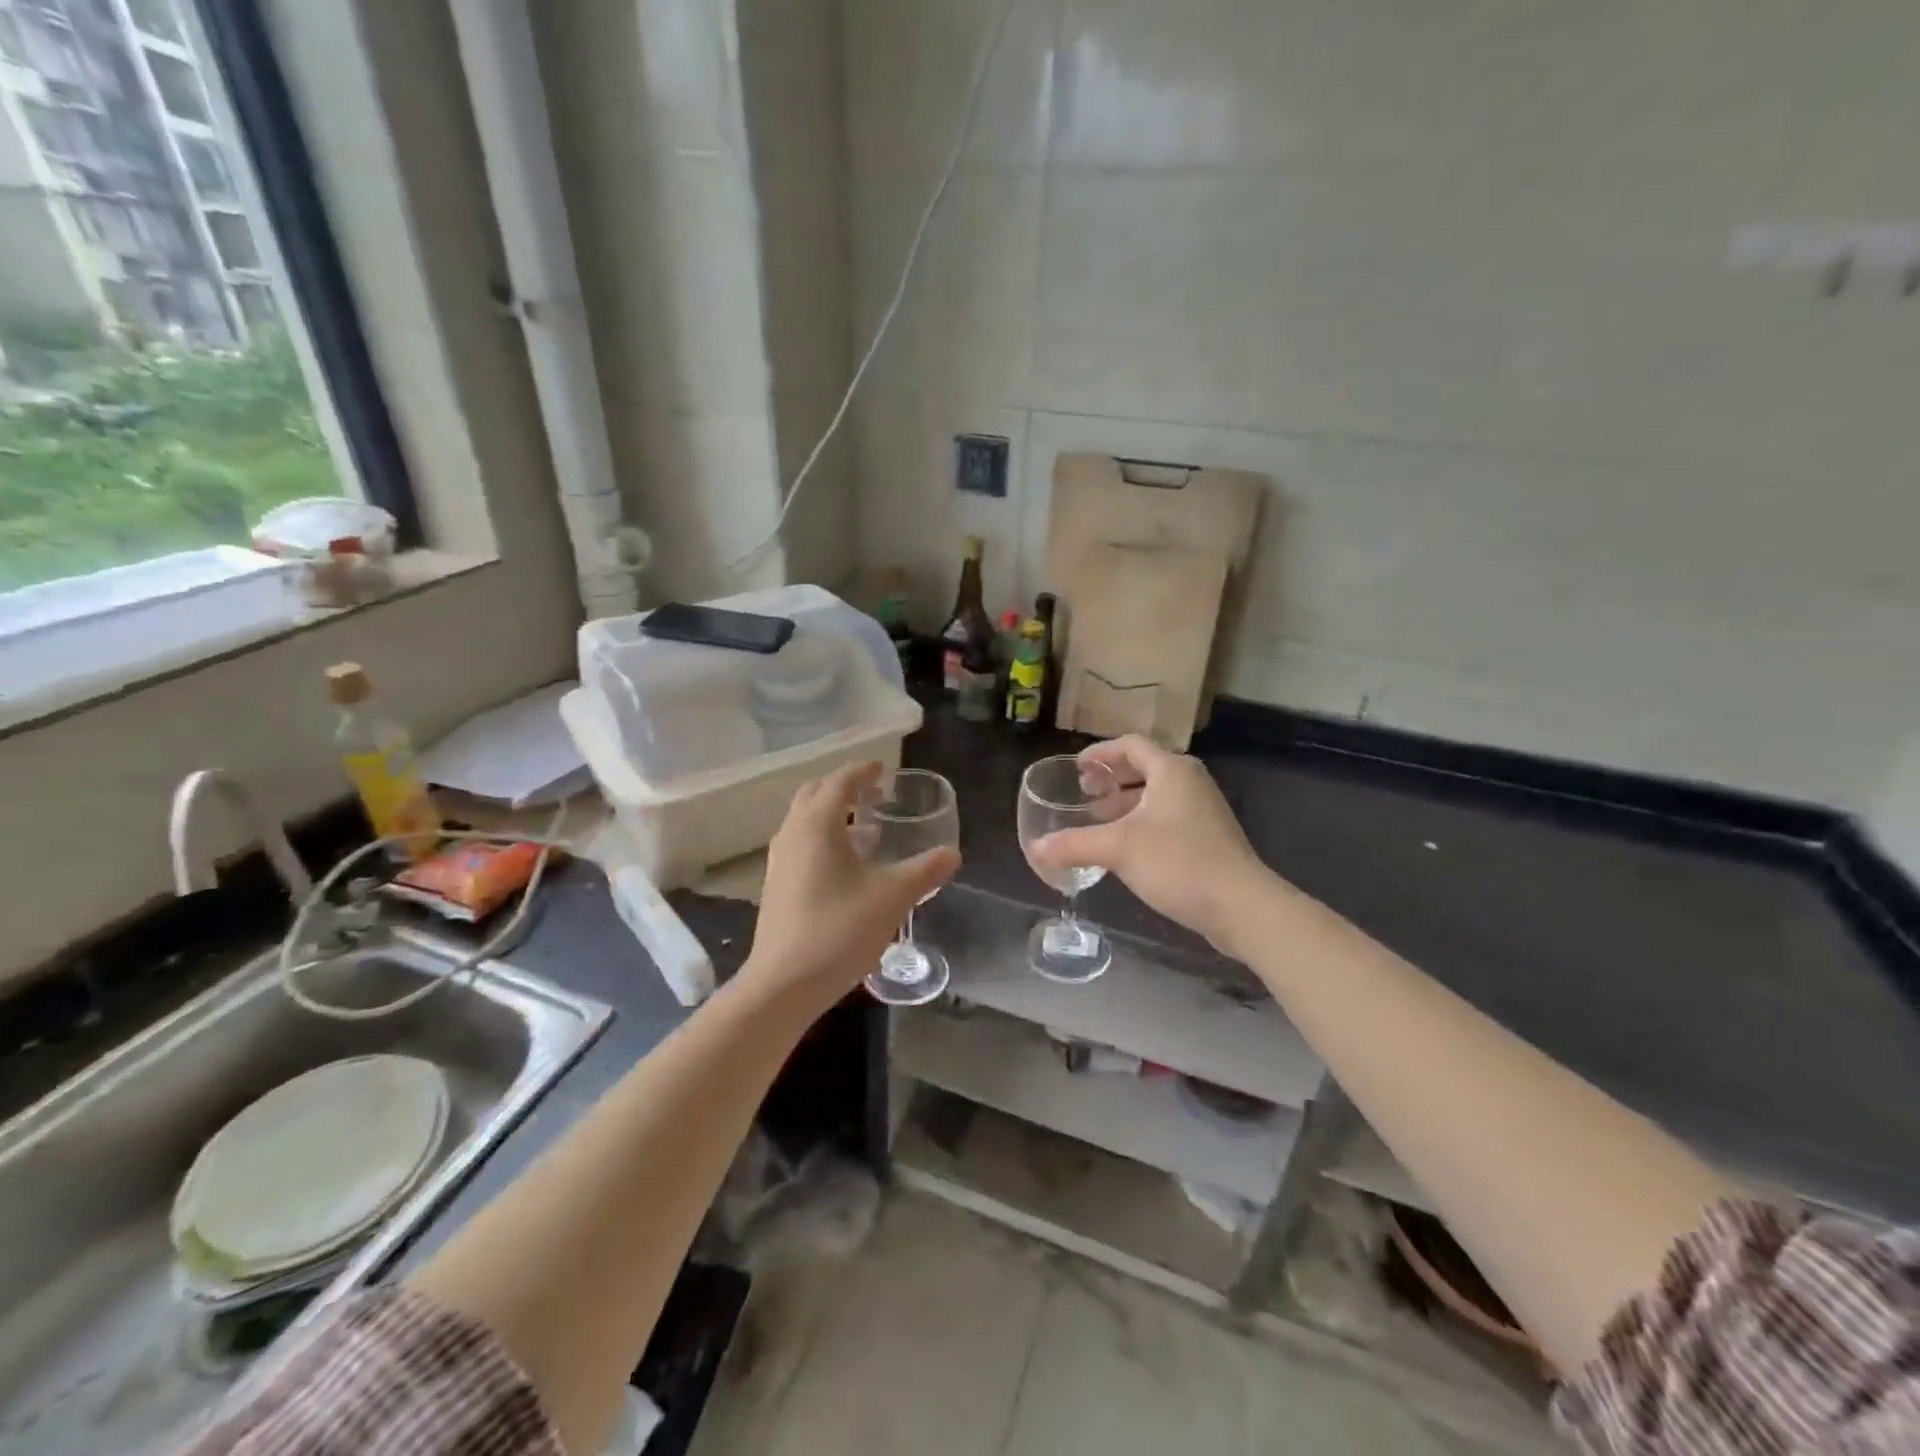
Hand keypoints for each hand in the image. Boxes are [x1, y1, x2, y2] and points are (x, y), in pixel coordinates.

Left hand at [743, 761, 960, 1010]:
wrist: (784, 984)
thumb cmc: (839, 929)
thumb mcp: (892, 897)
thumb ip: (925, 871)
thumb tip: (952, 854)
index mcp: (818, 824)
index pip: (840, 782)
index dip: (863, 771)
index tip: (883, 768)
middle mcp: (792, 833)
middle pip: (815, 794)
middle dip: (843, 788)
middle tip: (873, 794)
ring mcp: (778, 860)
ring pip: (804, 820)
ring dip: (831, 814)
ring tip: (863, 829)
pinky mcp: (775, 885)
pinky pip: (800, 844)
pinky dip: (821, 838)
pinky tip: (844, 866)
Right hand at [1029, 736, 1268, 952]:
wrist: (1240, 906)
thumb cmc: (1178, 862)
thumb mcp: (1117, 849)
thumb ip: (1074, 844)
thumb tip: (1035, 849)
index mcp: (1171, 770)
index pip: (1131, 745)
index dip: (1100, 753)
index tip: (1076, 769)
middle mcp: (1190, 782)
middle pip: (1145, 768)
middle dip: (1112, 781)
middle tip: (1084, 796)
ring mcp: (1204, 810)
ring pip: (1157, 796)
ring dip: (1126, 804)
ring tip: (1099, 822)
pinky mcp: (1210, 838)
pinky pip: (1168, 818)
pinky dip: (1142, 823)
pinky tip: (1126, 850)